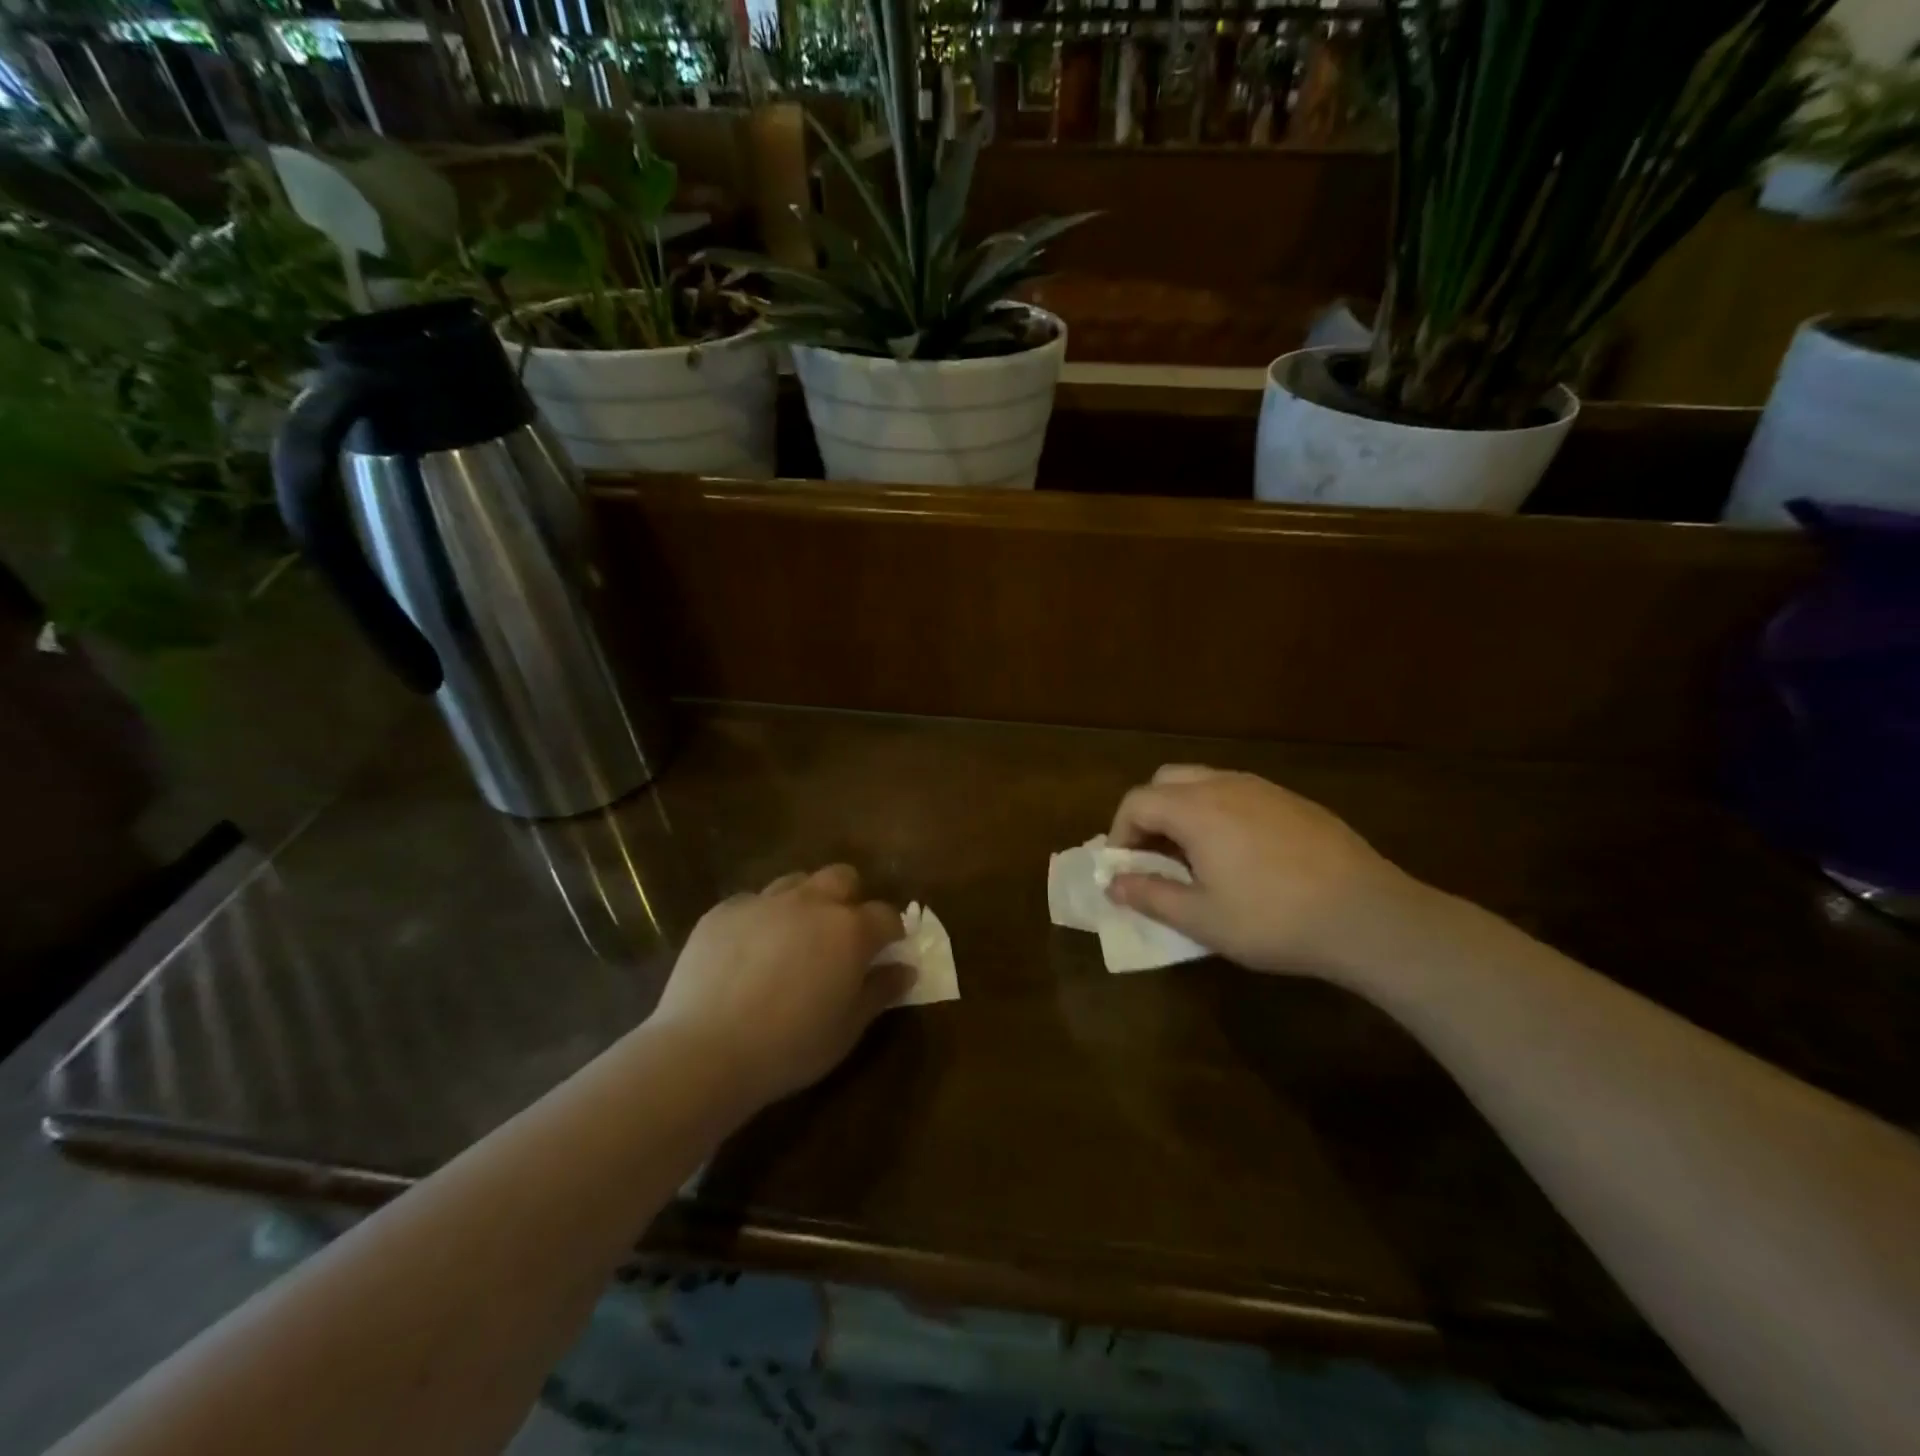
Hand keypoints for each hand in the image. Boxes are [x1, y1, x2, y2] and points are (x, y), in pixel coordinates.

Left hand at [649, 866, 908, 1109]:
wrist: (705, 1050)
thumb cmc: (789, 1047)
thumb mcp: (846, 1029)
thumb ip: (880, 992)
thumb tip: (905, 969)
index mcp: (849, 930)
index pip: (886, 915)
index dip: (891, 931)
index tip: (887, 950)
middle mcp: (810, 903)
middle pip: (842, 878)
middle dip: (849, 899)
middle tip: (840, 936)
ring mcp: (763, 901)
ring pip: (796, 882)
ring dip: (804, 902)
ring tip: (793, 938)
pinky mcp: (723, 911)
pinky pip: (751, 902)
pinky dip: (760, 919)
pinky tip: (747, 952)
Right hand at [1105, 765, 1421, 977]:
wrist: (1368, 916)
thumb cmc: (1273, 919)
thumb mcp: (1202, 918)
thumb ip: (1150, 895)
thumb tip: (1113, 884)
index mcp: (1196, 809)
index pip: (1137, 802)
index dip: (1120, 832)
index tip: (1125, 868)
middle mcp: (1225, 785)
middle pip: (1166, 780)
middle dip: (1149, 813)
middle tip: (1155, 855)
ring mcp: (1264, 789)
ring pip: (1205, 781)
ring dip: (1185, 810)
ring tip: (1195, 856)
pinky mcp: (1294, 801)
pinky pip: (1240, 793)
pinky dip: (1220, 812)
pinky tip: (1240, 854)